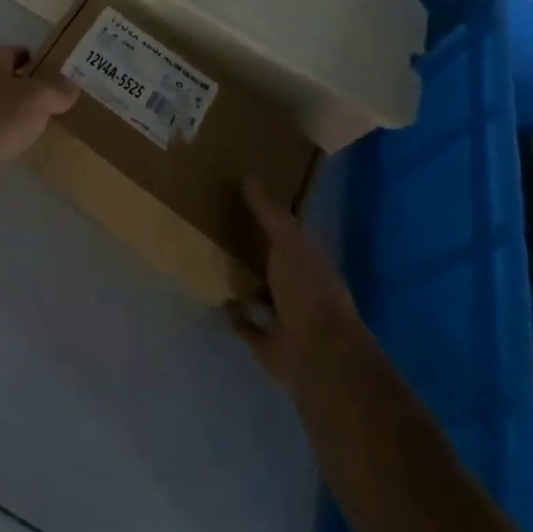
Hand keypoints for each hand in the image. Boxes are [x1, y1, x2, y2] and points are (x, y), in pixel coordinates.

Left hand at [0, 46, 76, 169]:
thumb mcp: (38, 101)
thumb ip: (57, 91)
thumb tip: (71, 85)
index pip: (15, 51)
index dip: (34, 60)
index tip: (52, 74)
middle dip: (19, 86)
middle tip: (43, 103)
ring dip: (3, 109)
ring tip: (26, 126)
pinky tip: (2, 144)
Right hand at [232, 175, 361, 386]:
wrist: (319, 356)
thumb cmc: (308, 291)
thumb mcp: (289, 241)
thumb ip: (269, 212)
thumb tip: (248, 175)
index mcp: (312, 261)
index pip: (291, 233)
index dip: (272, 218)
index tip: (245, 199)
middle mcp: (302, 288)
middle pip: (275, 263)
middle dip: (254, 249)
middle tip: (220, 226)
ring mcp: (287, 319)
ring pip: (262, 294)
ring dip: (244, 282)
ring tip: (213, 260)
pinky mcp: (269, 345)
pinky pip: (247, 325)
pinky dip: (235, 315)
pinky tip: (217, 299)